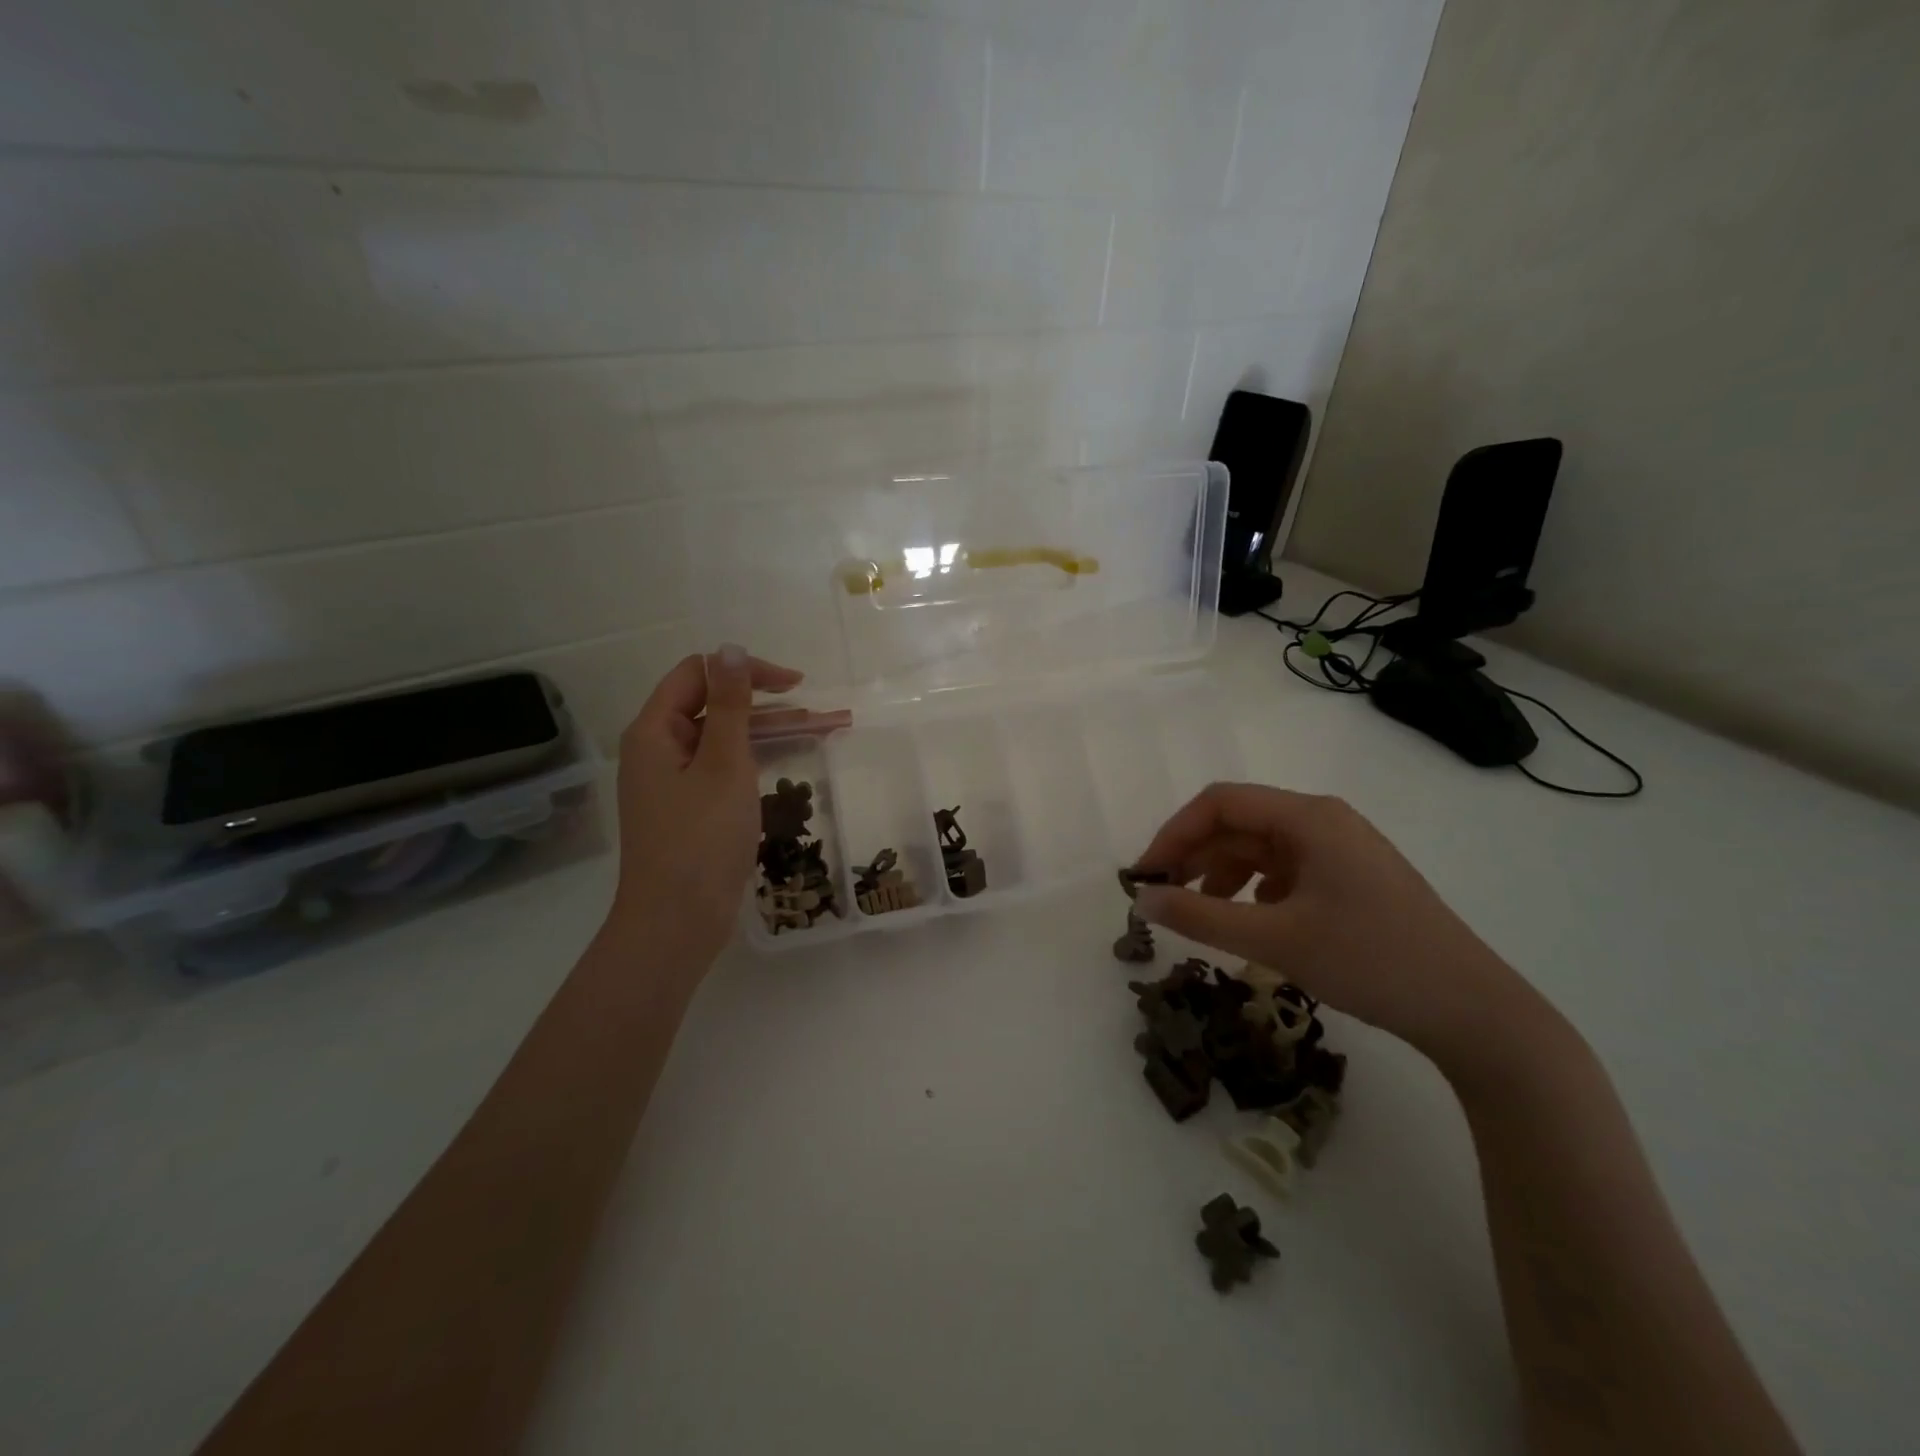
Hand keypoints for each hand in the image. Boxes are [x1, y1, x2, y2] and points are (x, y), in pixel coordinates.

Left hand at [607, 645, 803, 969]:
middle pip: (716, 708)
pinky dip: (761, 761)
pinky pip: (728, 769)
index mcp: (654, 731)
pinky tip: (796, 760)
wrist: (676, 922)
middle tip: (822, 711)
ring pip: (728, 741)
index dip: (746, 671)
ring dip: (774, 733)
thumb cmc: (700, 838)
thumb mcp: (723, 764)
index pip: (698, 675)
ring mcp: (676, 782)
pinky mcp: (693, 809)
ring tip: (828, 730)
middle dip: (771, 705)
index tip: (795, 684)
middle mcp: (660, 750)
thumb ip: (730, 705)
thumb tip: (729, 648)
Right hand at [1129, 783, 1545, 1075]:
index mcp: (1308, 818)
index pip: (1220, 803)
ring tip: (1203, 914)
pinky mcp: (1352, 878)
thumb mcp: (1275, 940)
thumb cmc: (1370, 961)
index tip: (1145, 876)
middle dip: (1195, 856)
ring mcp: (1342, 849)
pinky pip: (1286, 870)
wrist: (1472, 1011)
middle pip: (1240, 823)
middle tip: (1163, 898)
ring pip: (1261, 848)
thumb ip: (1200, 917)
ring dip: (1222, 874)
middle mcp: (1324, 821)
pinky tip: (1252, 921)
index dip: (1174, 833)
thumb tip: (1141, 901)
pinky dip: (1255, 889)